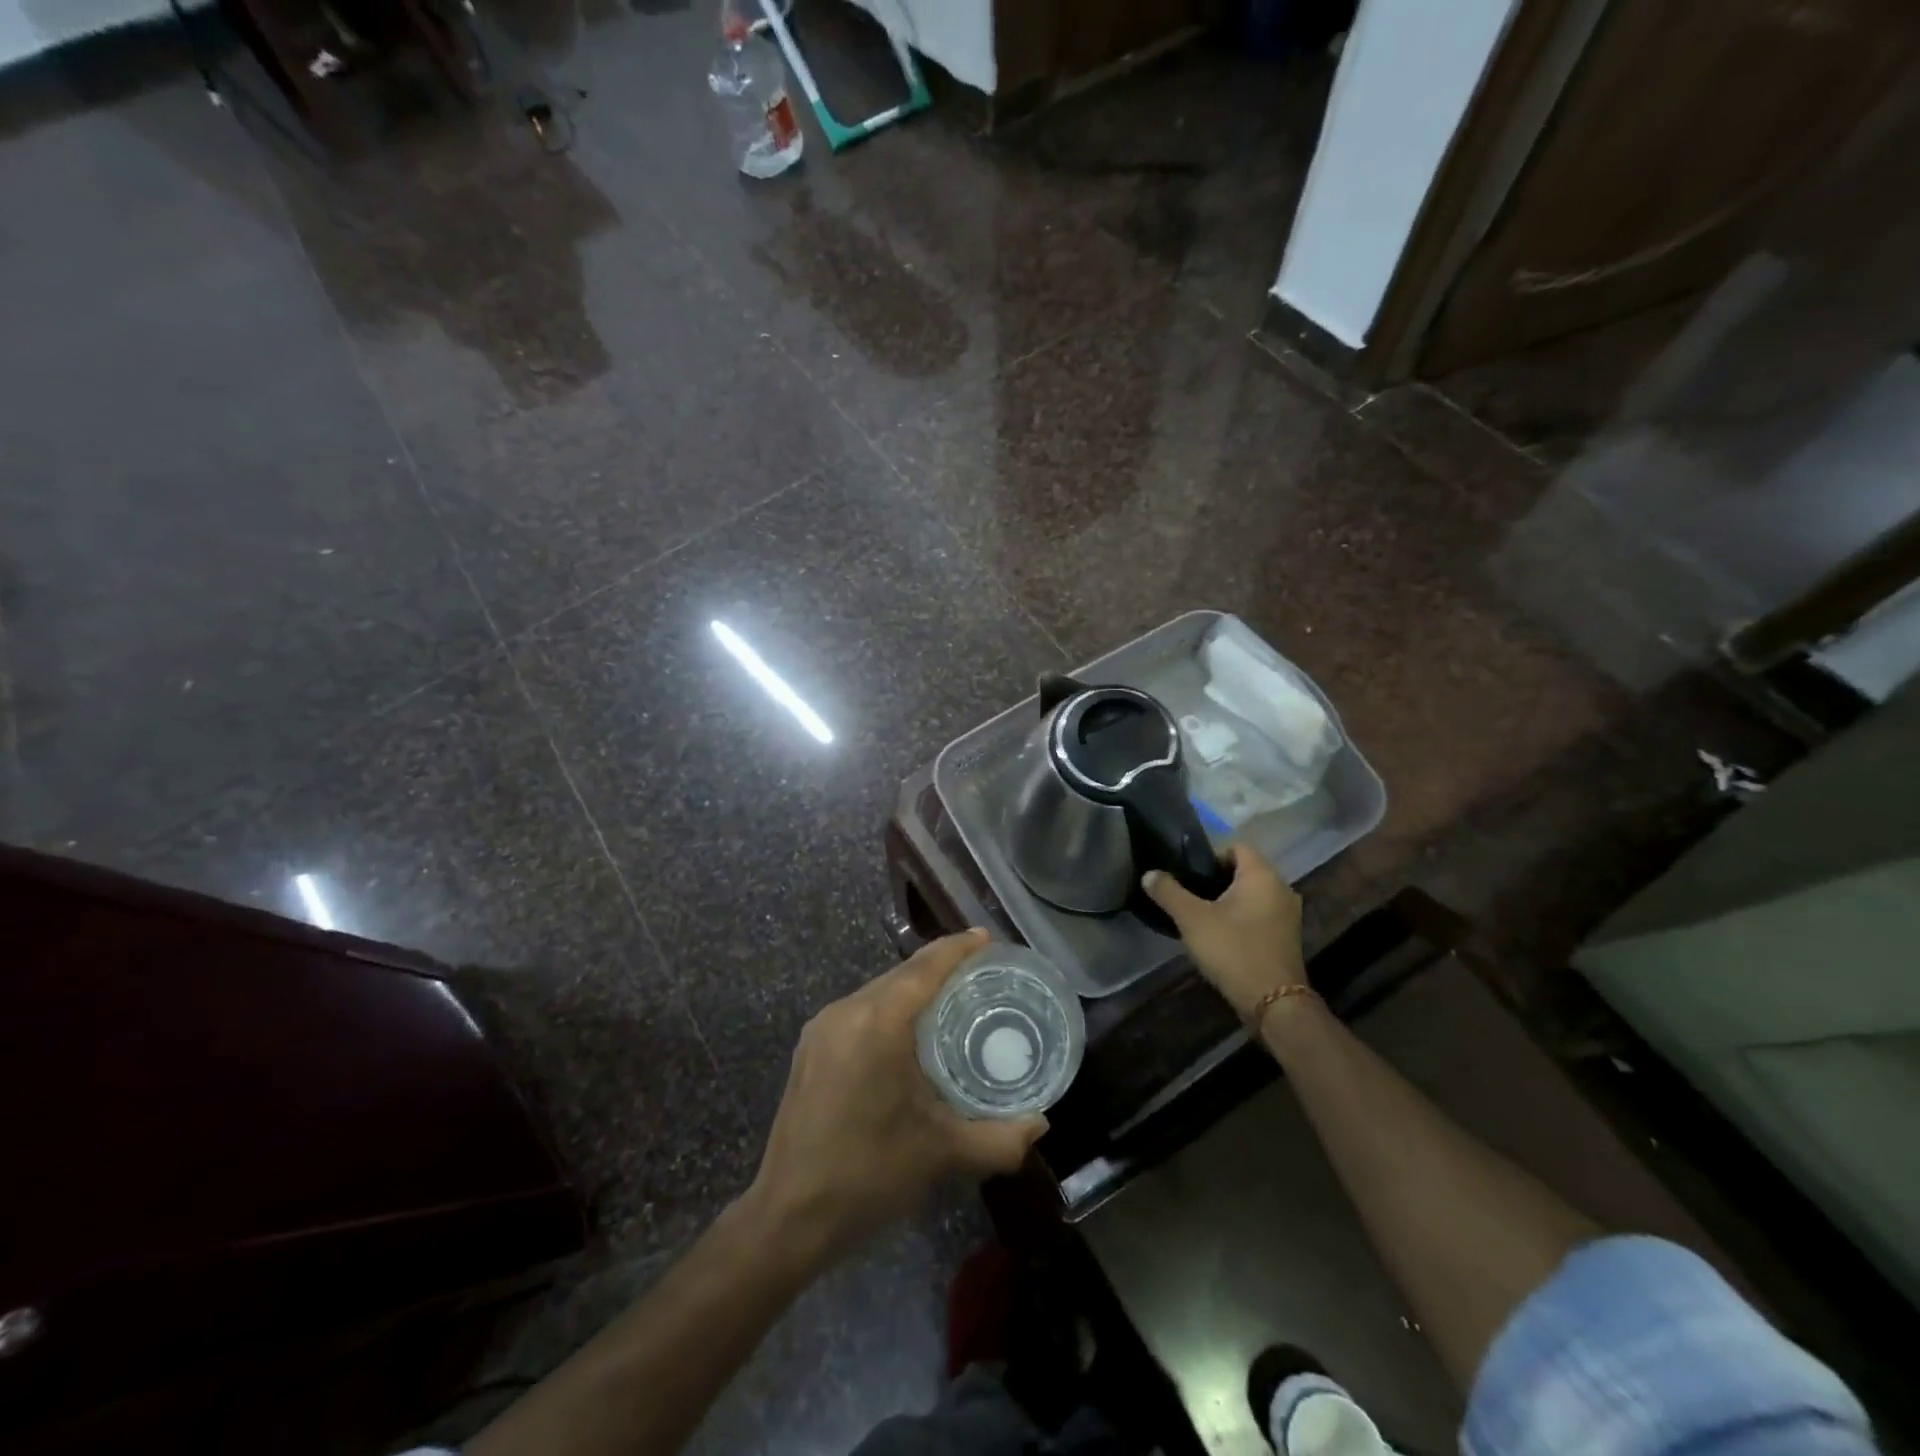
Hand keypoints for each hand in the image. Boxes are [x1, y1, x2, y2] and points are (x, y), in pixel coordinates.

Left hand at [747, 929, 1046, 1267]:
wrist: (788, 1216)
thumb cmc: (869, 1175)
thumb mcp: (942, 1154)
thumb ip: (999, 1138)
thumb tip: (1041, 1122)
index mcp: (878, 1024)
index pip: (924, 968)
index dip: (957, 948)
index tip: (985, 938)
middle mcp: (847, 1011)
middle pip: (900, 974)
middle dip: (939, 966)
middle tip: (979, 973)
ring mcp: (822, 1028)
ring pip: (878, 991)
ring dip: (912, 988)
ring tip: (949, 999)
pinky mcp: (810, 1047)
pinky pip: (859, 1010)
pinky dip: (889, 1008)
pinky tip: (907, 1033)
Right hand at [1142, 845, 1305, 1017]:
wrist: (1273, 1003)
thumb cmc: (1233, 950)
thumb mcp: (1192, 919)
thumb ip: (1168, 892)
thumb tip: (1150, 874)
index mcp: (1262, 875)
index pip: (1236, 846)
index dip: (1209, 854)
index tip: (1187, 873)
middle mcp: (1282, 888)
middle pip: (1244, 870)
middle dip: (1216, 878)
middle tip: (1188, 893)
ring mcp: (1288, 914)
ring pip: (1252, 894)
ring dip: (1228, 899)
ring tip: (1200, 915)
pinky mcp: (1287, 937)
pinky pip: (1260, 914)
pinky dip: (1241, 917)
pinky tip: (1220, 935)